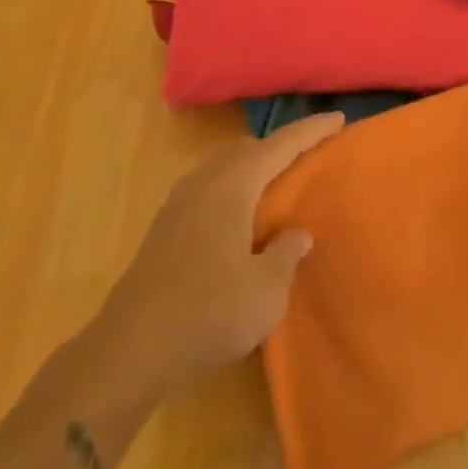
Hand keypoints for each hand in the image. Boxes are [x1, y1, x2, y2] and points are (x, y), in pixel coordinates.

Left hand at [89, 113, 343, 402]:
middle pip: (250, 148)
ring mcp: (180, 200)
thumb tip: (297, 233)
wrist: (129, 350)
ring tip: (277, 186)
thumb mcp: (265, 292)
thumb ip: (286, 254)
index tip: (338, 118)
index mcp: (233, 184)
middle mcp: (206, 180)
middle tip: (309, 156)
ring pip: (226, 166)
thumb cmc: (206, 313)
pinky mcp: (165, 224)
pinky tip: (240, 216)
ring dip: (254, 167)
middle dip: (281, 147)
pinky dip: (234, 187)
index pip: (281, 145)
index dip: (312, 131)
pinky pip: (210, 186)